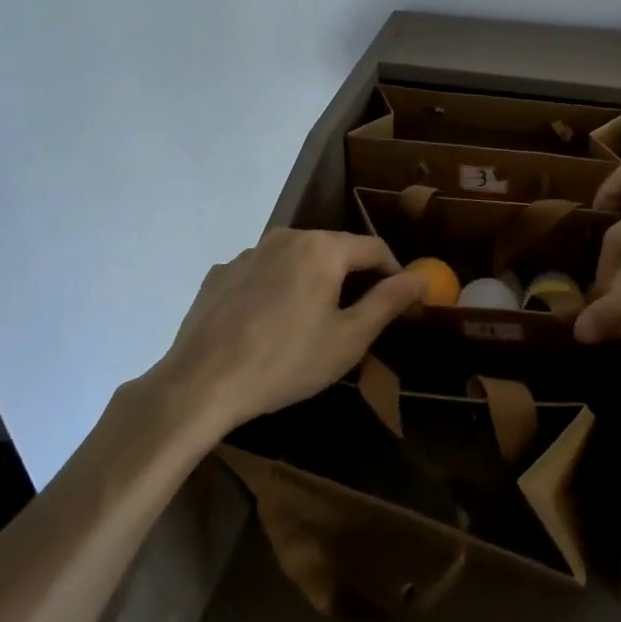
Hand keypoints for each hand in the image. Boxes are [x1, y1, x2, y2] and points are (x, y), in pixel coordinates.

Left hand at [145, 229, 427, 437]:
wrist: (199, 384)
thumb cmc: (285, 362)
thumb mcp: (349, 339)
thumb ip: (388, 302)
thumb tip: (421, 277)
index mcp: (322, 248)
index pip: (373, 248)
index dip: (394, 273)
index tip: (403, 301)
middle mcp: (286, 237)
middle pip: (334, 250)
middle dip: (353, 278)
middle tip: (359, 317)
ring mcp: (248, 253)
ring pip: (296, 261)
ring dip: (312, 283)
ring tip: (311, 323)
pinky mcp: (219, 274)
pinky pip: (262, 274)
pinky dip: (276, 290)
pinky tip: (268, 325)